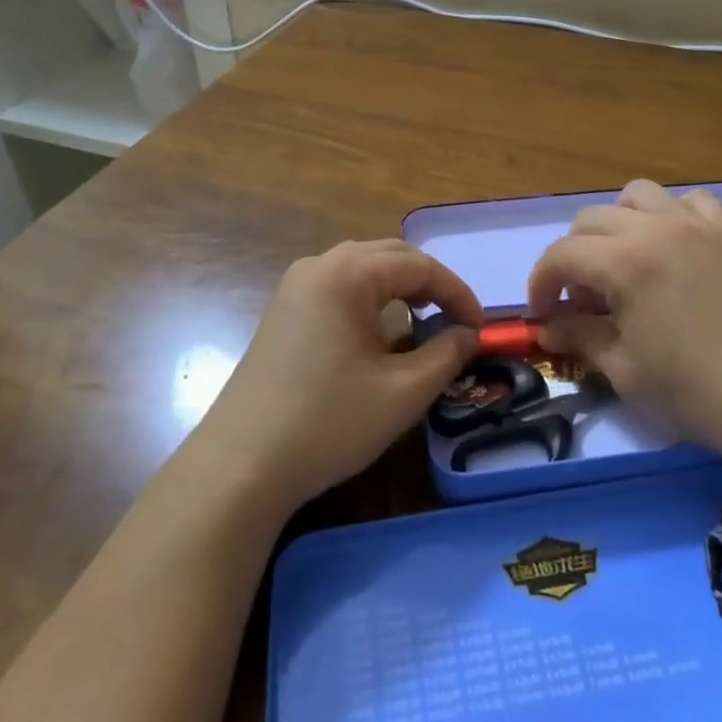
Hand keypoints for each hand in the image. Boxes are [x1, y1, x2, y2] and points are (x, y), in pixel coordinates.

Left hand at [195, 240, 483, 515]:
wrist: (240, 466)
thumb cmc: (328, 423)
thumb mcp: (402, 393)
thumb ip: (446, 355)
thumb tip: (468, 335)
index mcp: (348, 274)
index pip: (419, 266)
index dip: (457, 294)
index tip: (480, 329)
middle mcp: (319, 265)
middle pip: (390, 256)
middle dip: (430, 284)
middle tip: (457, 322)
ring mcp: (295, 286)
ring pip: (363, 268)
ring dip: (400, 288)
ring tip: (426, 322)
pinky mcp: (283, 310)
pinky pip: (339, 286)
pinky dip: (371, 298)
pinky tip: (381, 332)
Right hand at [527, 180, 721, 481]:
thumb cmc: (696, 392)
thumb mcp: (625, 370)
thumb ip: (579, 337)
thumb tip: (547, 327)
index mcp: (624, 263)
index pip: (562, 255)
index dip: (542, 283)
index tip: (543, 313)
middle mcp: (656, 228)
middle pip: (592, 220)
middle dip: (575, 256)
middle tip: (583, 297)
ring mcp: (698, 224)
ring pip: (639, 196)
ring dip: (618, 223)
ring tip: (625, 259)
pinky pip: (691, 202)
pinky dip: (671, 216)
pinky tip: (676, 247)